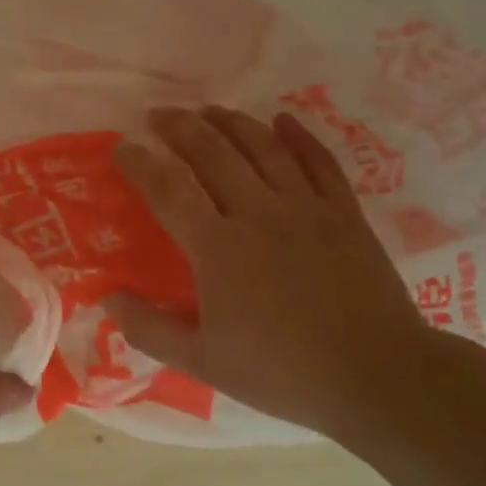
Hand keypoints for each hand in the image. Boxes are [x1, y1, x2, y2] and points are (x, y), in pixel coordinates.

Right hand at [108, 106, 436, 437]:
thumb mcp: (202, 362)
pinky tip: (282, 120)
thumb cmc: (281, 372)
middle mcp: (258, 213)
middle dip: (180, 127)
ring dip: (230, 121)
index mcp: (218, 248)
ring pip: (263, 147)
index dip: (141, 163)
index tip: (122, 146)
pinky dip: (299, 136)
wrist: (376, 376)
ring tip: (207, 109)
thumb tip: (108, 296)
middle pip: (213, 153)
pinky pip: (319, 161)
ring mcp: (306, 208)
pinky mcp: (344, 213)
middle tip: (159, 115)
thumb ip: (149, 328)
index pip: (168, 190)